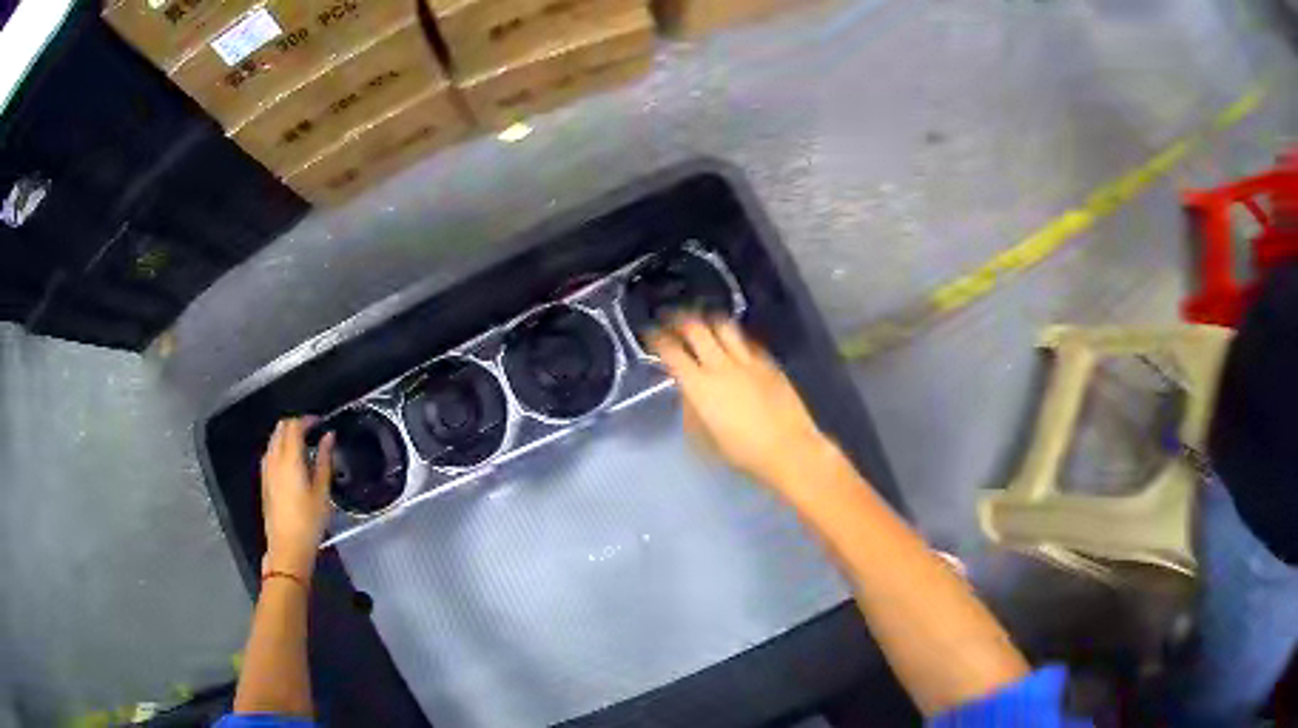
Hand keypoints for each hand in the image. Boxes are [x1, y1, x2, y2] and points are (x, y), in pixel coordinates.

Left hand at [260, 418, 334, 578]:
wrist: (287, 547)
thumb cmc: (308, 521)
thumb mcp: (322, 492)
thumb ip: (324, 460)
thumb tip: (328, 437)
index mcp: (289, 458)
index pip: (294, 425)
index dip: (307, 419)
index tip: (320, 423)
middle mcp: (273, 459)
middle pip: (280, 428)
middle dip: (296, 424)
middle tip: (313, 431)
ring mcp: (266, 469)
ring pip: (273, 439)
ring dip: (287, 435)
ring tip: (304, 445)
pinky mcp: (264, 480)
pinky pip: (270, 453)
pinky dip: (281, 448)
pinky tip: (292, 462)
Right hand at [649, 316, 830, 487]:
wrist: (789, 449)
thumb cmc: (742, 452)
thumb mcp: (704, 437)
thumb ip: (691, 408)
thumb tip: (687, 391)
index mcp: (700, 386)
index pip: (671, 351)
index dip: (657, 338)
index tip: (649, 332)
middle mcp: (721, 365)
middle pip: (695, 328)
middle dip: (678, 318)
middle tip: (669, 316)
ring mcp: (747, 360)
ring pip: (723, 325)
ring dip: (707, 319)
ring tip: (700, 320)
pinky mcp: (768, 362)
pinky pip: (746, 340)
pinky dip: (733, 336)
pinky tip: (732, 340)